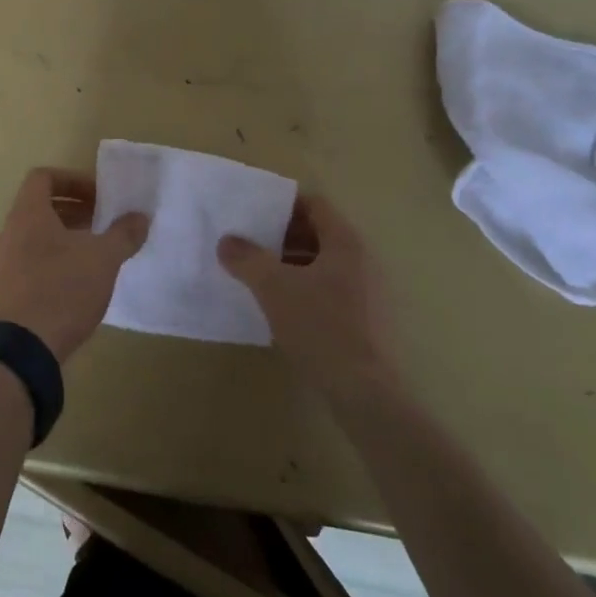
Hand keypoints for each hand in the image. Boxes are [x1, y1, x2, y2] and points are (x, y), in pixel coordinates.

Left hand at [0, 167, 149, 361]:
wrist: (25, 349)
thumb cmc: (64, 289)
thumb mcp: (104, 258)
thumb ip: (123, 233)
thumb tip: (140, 217)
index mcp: (27, 214)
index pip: (43, 178)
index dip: (72, 180)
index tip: (98, 196)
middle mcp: (8, 232)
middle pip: (39, 207)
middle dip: (74, 209)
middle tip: (102, 222)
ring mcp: (2, 263)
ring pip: (35, 236)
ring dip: (64, 236)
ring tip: (94, 252)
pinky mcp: (5, 290)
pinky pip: (29, 261)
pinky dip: (52, 259)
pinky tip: (77, 281)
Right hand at [218, 196, 398, 404]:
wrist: (363, 392)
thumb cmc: (320, 326)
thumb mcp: (274, 288)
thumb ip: (247, 259)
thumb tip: (227, 241)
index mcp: (345, 242)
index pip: (315, 205)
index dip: (283, 204)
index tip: (254, 213)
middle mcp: (362, 259)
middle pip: (319, 233)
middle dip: (283, 236)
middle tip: (250, 243)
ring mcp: (368, 291)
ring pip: (323, 264)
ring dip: (292, 264)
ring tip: (259, 275)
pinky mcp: (366, 320)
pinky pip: (331, 289)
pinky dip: (305, 288)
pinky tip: (282, 307)